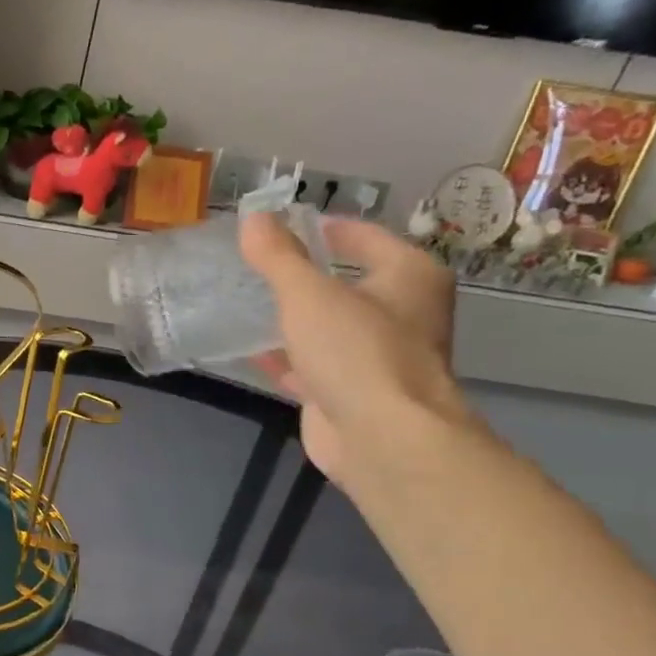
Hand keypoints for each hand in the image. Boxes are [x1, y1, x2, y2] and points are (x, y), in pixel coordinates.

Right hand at [237, 212, 468, 483]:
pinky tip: (250, 350)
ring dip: (293, 317)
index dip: (322, 227)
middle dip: (304, 274)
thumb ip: (278, 256)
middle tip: (256, 263)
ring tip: (246, 301)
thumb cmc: (356, 352)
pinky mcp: (351, 392)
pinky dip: (286, 357)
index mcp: (409, 276)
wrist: (382, 439)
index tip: (280, 224)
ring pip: (328, 326)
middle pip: (346, 281)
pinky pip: (313, 364)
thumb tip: (253, 216)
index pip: (363, 236)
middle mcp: (402, 312)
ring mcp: (377, 356)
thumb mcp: (308, 294)